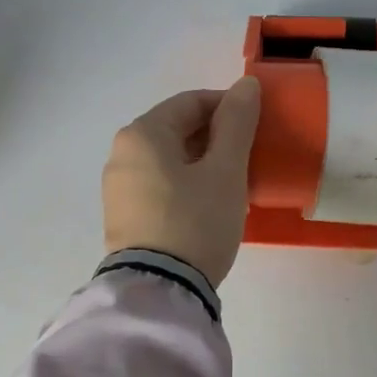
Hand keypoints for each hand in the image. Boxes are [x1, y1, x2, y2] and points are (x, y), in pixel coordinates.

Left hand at [103, 78, 261, 287]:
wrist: (159, 292)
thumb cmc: (196, 221)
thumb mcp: (225, 170)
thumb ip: (236, 123)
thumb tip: (246, 84)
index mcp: (142, 133)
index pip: (191, 102)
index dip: (229, 107)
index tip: (258, 126)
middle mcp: (122, 153)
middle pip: (177, 129)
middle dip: (217, 137)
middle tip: (250, 158)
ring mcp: (118, 187)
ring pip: (169, 159)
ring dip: (203, 163)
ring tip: (234, 184)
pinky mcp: (123, 216)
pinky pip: (160, 184)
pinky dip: (186, 184)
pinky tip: (209, 205)